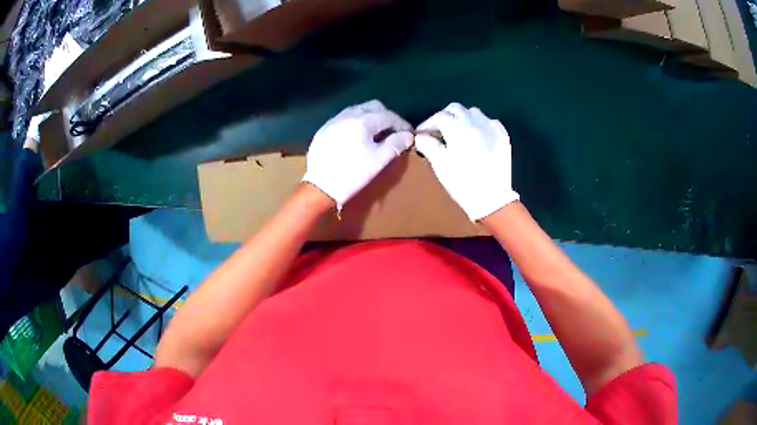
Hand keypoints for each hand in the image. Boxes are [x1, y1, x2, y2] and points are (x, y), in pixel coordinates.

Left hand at [302, 100, 413, 209]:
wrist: (320, 187)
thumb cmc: (352, 174)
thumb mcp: (379, 161)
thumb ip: (396, 144)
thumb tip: (408, 135)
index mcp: (363, 121)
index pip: (389, 116)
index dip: (402, 124)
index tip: (409, 134)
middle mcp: (348, 115)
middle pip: (373, 106)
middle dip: (386, 116)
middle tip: (393, 131)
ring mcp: (333, 121)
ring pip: (358, 110)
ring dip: (371, 117)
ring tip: (376, 134)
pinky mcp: (324, 130)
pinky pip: (345, 119)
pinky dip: (356, 123)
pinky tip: (357, 138)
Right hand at [415, 103, 518, 220]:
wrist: (492, 198)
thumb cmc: (462, 182)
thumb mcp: (440, 164)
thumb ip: (428, 145)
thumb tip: (420, 137)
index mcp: (458, 127)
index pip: (439, 116)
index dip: (427, 124)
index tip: (421, 135)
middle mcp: (476, 121)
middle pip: (456, 109)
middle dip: (444, 117)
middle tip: (437, 132)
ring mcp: (492, 127)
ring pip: (473, 113)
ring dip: (462, 119)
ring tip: (457, 134)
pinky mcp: (503, 135)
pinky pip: (488, 122)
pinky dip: (479, 125)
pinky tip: (476, 137)